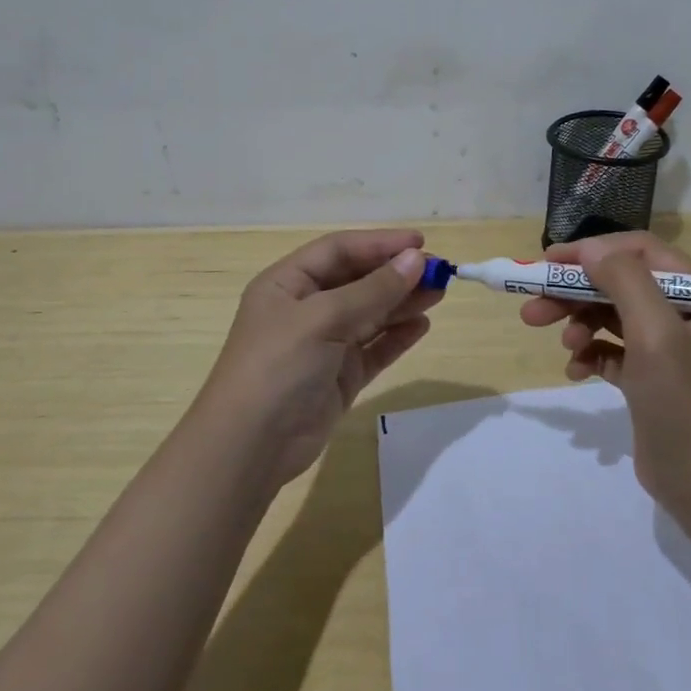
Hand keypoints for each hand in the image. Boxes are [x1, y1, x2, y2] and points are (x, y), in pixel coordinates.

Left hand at [195, 229, 440, 487]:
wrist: (251, 447)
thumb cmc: (278, 366)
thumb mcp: (323, 319)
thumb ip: (373, 290)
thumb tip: (415, 260)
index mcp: (287, 283)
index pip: (339, 251)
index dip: (379, 244)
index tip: (420, 243)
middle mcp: (305, 309)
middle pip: (358, 281)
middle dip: (397, 274)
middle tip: (439, 272)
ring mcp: (323, 345)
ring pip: (370, 314)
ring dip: (403, 302)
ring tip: (439, 293)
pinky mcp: (339, 377)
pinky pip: (374, 348)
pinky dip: (397, 337)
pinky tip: (422, 326)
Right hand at [520, 232, 690, 515]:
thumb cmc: (686, 404)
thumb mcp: (657, 334)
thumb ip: (625, 282)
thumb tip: (590, 249)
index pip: (639, 252)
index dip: (592, 252)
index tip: (549, 263)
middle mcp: (683, 313)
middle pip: (619, 284)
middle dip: (575, 293)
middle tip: (533, 310)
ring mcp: (666, 347)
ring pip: (610, 316)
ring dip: (579, 324)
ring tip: (563, 346)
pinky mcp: (649, 377)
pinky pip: (610, 351)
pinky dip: (590, 355)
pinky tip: (576, 371)